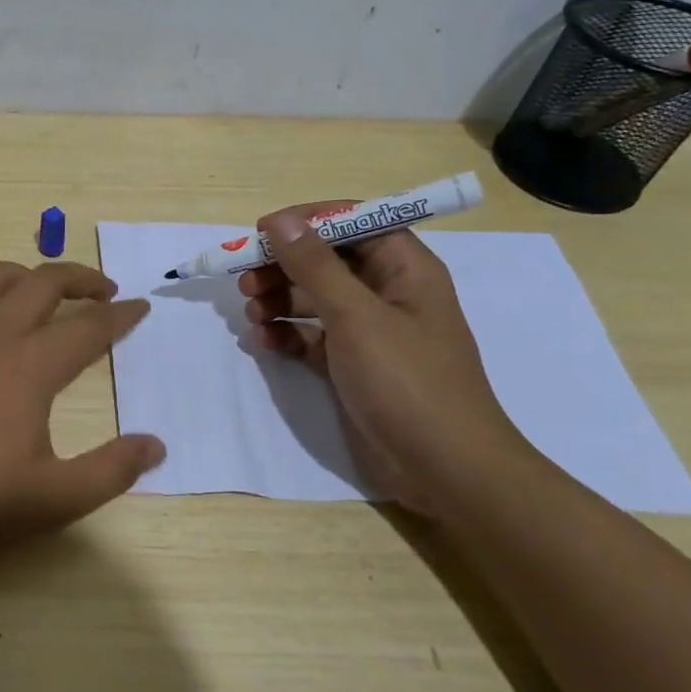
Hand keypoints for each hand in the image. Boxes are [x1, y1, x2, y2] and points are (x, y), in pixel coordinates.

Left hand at [0, 260, 162, 563]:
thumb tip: (156, 445)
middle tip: (106, 290)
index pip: (89, 325)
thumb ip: (111, 470)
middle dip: (82, 278)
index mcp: (31, 364)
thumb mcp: (52, 498)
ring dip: (30, 274)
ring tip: (47, 291)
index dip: (121, 315)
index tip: (142, 307)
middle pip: (45, 281)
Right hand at [238, 202, 521, 514]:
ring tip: (252, 313)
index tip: (263, 232)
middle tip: (245, 280)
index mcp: (404, 269)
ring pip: (314, 298)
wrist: (445, 471)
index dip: (308, 221)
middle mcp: (387, 293)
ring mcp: (369, 331)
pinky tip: (265, 342)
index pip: (353, 222)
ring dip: (279, 300)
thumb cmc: (407, 381)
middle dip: (284, 265)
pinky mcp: (352, 365)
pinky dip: (286, 335)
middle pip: (326, 260)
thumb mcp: (356, 316)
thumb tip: (280, 220)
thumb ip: (314, 265)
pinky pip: (311, 336)